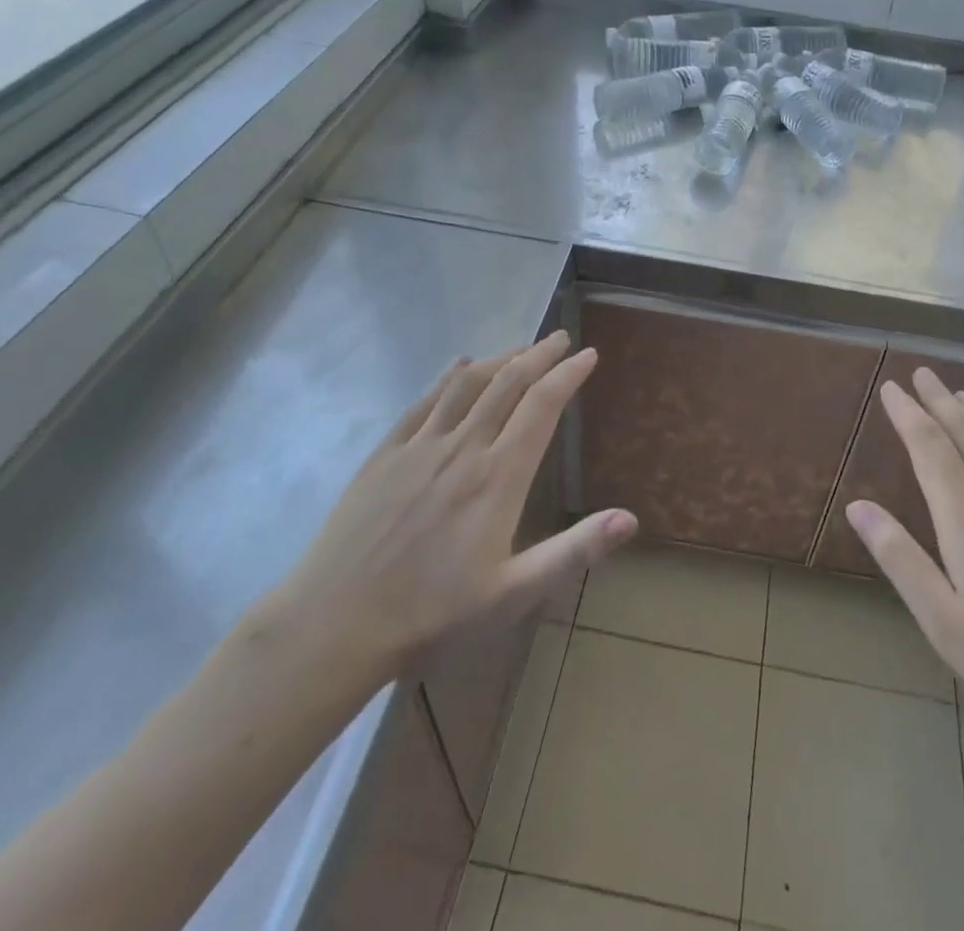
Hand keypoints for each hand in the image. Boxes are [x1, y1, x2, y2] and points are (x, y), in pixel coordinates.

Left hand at [253, 332, 636, 699]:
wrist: (333, 625)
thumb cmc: (431, 615)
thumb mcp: (512, 594)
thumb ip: (573, 551)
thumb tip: (630, 519)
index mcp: (498, 477)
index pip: (541, 407)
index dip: (568, 375)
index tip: (588, 354)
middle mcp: (463, 447)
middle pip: (508, 383)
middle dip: (540, 355)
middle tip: (562, 338)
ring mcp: (419, 446)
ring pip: (468, 384)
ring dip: (500, 358)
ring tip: (522, 348)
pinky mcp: (385, 453)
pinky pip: (424, 400)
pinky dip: (449, 376)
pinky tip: (460, 365)